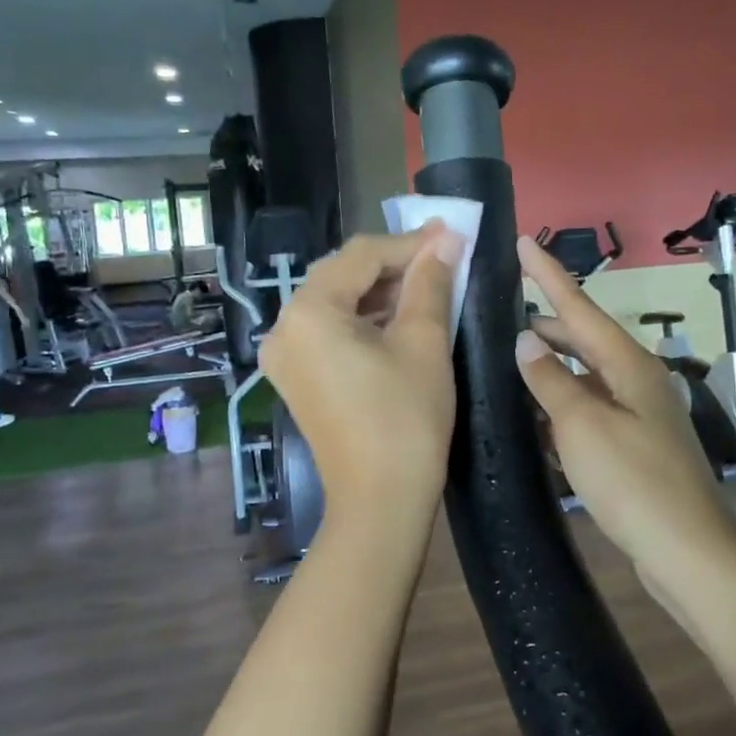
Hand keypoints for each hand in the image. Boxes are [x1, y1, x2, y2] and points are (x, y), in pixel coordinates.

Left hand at [260, 225, 461, 527]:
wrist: (380, 502)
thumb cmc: (406, 418)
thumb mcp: (424, 342)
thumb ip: (430, 282)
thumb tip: (445, 240)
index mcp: (308, 312)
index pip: (361, 256)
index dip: (410, 242)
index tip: (452, 234)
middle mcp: (284, 327)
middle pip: (342, 276)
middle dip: (394, 265)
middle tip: (444, 257)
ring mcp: (285, 356)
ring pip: (337, 304)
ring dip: (381, 292)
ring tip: (430, 286)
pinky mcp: (297, 378)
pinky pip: (330, 332)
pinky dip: (364, 321)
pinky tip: (400, 319)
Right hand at [514, 235, 735, 583]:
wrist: (687, 551)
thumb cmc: (634, 482)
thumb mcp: (582, 426)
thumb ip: (550, 380)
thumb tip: (525, 340)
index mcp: (629, 364)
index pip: (580, 306)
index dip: (549, 274)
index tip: (522, 241)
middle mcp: (636, 380)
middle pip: (584, 338)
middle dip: (545, 323)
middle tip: (499, 312)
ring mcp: (637, 414)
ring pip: (585, 376)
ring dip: (550, 366)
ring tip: (508, 360)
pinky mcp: (633, 446)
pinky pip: (589, 410)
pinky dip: (561, 405)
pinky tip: (534, 415)